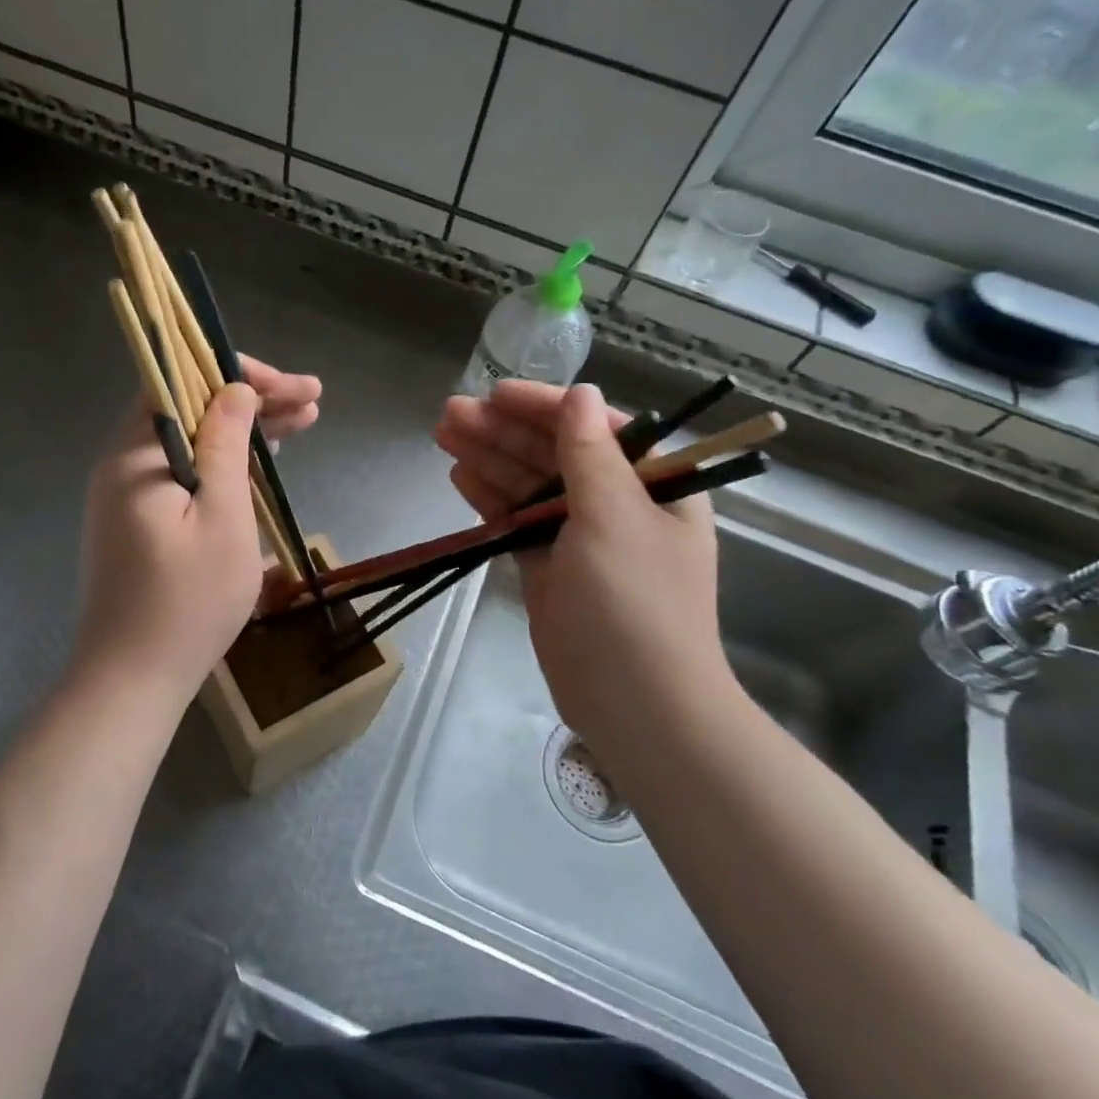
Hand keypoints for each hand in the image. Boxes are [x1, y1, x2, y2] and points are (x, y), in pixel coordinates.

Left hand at [69, 362, 322, 709]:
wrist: (132, 682)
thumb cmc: (186, 602)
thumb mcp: (222, 518)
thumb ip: (226, 447)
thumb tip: (234, 392)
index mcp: (135, 455)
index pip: (178, 381)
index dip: (233, 373)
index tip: (285, 385)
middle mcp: (123, 466)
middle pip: (188, 410)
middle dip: (251, 401)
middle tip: (312, 402)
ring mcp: (128, 497)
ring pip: (191, 443)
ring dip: (244, 432)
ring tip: (303, 423)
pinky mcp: (139, 525)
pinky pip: (185, 475)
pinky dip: (224, 464)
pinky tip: (262, 463)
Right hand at [435, 381, 728, 740]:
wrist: (635, 705)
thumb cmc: (634, 604)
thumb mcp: (615, 518)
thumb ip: (590, 454)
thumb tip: (581, 393)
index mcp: (655, 485)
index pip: (597, 428)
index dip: (546, 406)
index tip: (496, 394)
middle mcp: (619, 505)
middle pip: (556, 454)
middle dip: (505, 432)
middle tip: (450, 413)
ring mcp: (582, 539)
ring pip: (531, 487)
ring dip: (490, 459)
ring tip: (443, 435)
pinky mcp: (551, 569)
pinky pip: (519, 523)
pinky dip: (492, 500)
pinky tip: (460, 477)